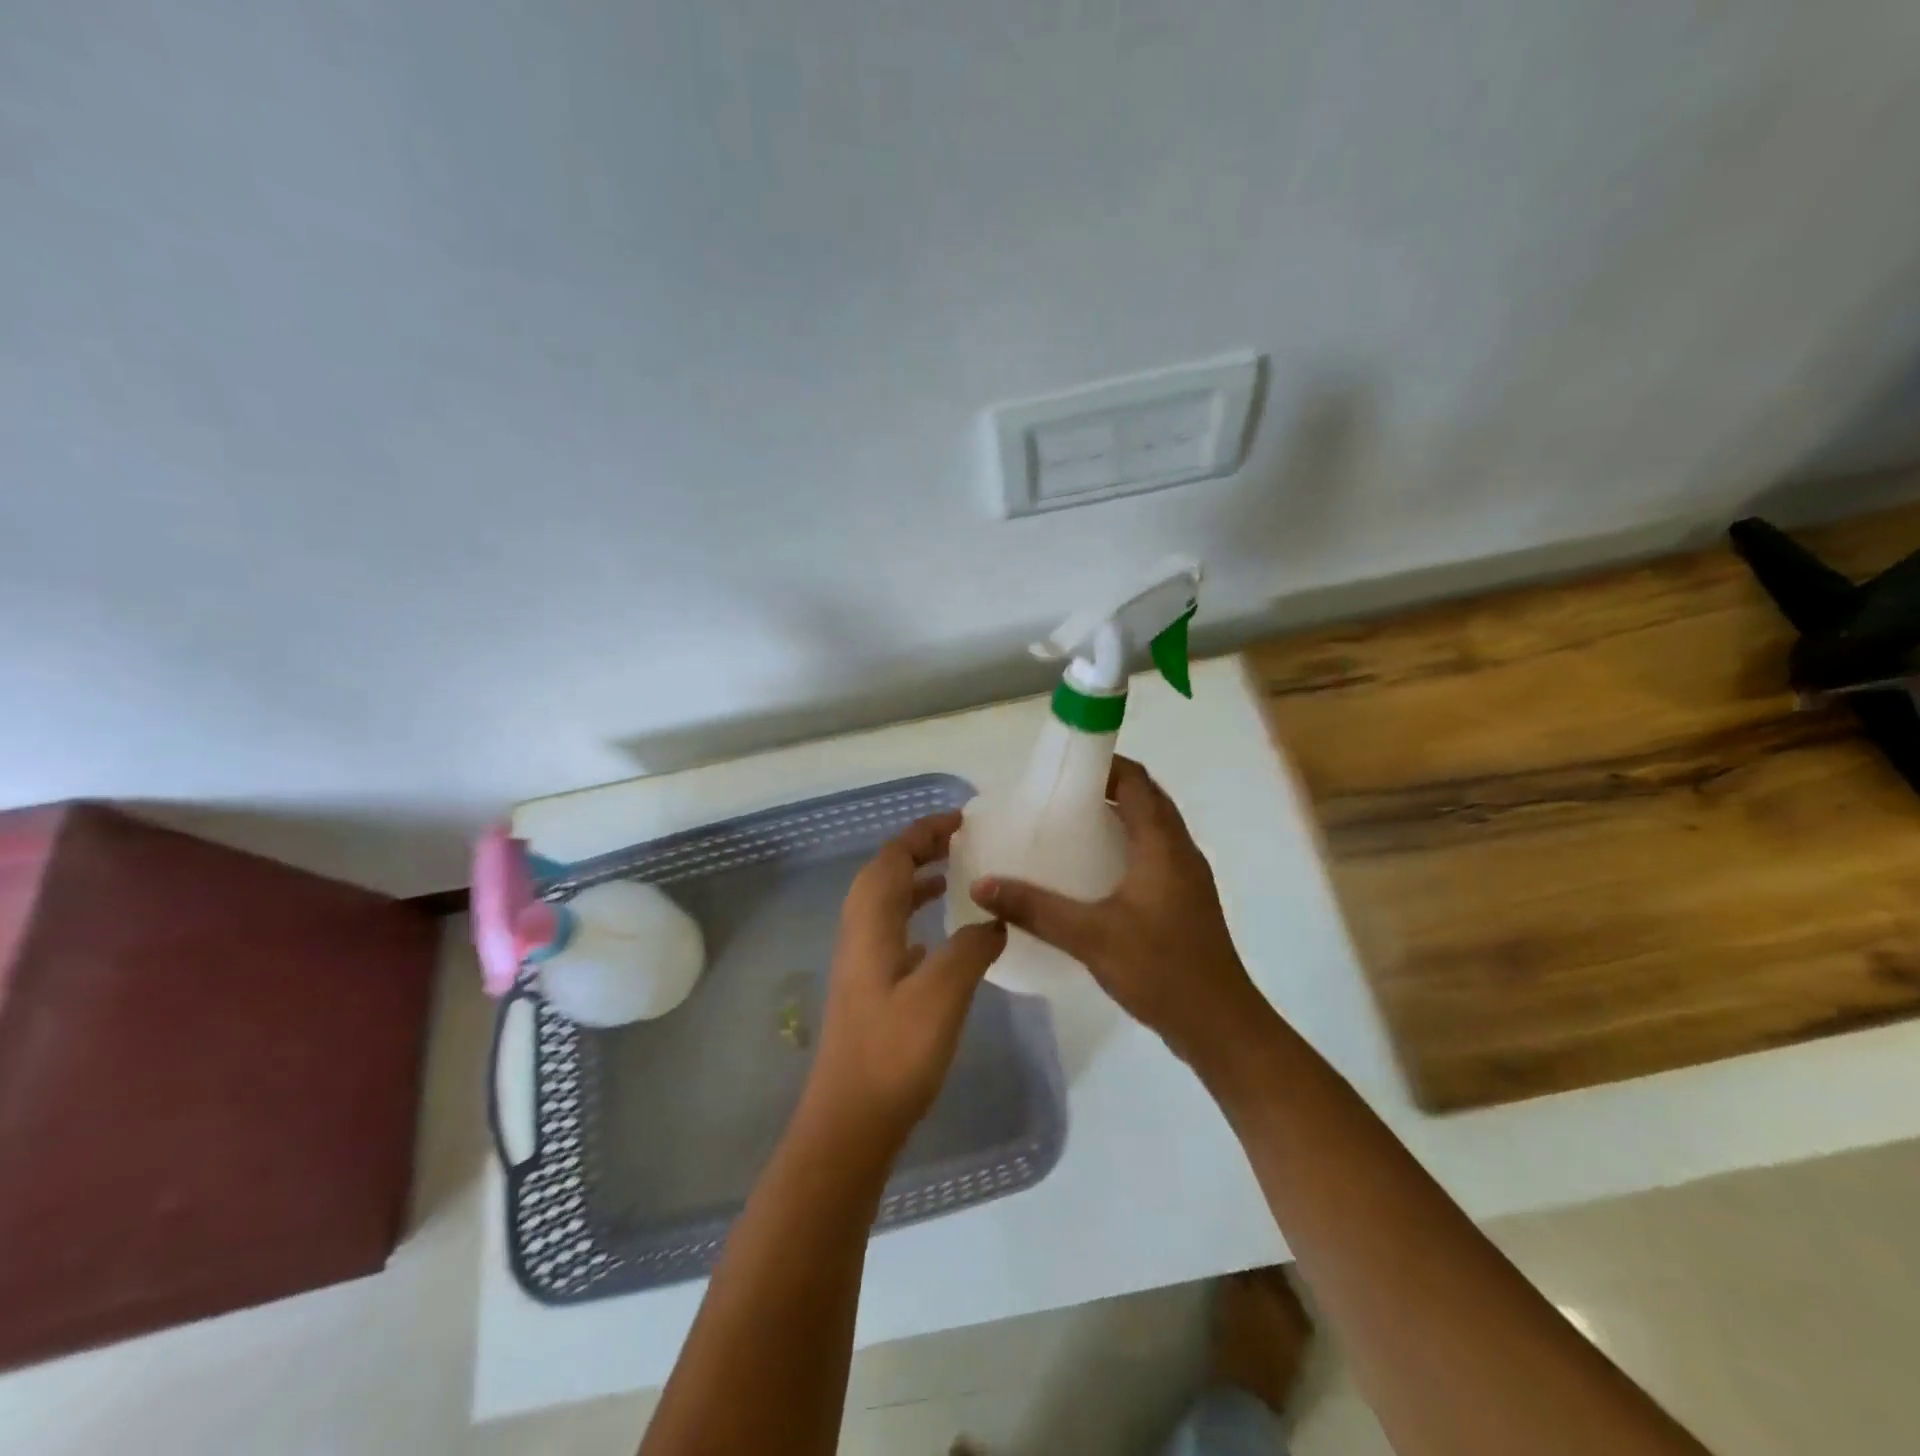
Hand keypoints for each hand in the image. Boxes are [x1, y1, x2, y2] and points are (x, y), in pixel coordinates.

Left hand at [803, 811, 1008, 1154]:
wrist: (851, 1122)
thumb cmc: (895, 1054)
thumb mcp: (943, 994)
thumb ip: (971, 948)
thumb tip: (994, 919)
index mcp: (870, 925)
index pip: (892, 859)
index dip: (922, 833)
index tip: (960, 820)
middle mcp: (859, 935)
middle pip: (884, 874)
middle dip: (918, 850)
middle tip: (959, 840)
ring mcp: (860, 963)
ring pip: (885, 903)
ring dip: (914, 881)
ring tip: (952, 876)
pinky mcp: (868, 989)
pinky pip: (890, 931)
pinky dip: (913, 916)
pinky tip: (938, 936)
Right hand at [970, 757, 1263, 1069]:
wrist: (1220, 1026)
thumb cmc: (1161, 969)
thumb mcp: (1091, 936)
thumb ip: (1036, 909)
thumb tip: (983, 885)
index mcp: (1164, 844)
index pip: (1137, 780)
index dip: (1104, 763)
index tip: (1063, 766)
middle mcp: (1180, 851)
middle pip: (1145, 799)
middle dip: (1104, 789)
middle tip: (1056, 797)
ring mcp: (1185, 877)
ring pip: (1150, 829)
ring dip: (1115, 818)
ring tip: (1066, 827)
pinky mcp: (1183, 901)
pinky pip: (1151, 855)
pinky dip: (1123, 848)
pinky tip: (1090, 874)